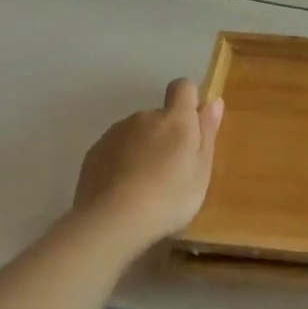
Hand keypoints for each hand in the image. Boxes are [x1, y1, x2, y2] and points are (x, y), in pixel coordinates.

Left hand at [71, 79, 223, 243]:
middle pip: (160, 116)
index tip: (192, 127)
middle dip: (167, 134)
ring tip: (146, 185)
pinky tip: (124, 190)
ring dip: (144, 148)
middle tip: (172, 170)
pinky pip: (116, 149)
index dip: (189, 100)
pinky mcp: (94, 152)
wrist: (112, 220)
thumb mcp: (202, 169)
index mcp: (175, 118)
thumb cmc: (170, 196)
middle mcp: (144, 117)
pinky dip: (122, 162)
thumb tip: (214, 101)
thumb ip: (207, 132)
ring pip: (137, 133)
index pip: (183, 87)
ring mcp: (116, 133)